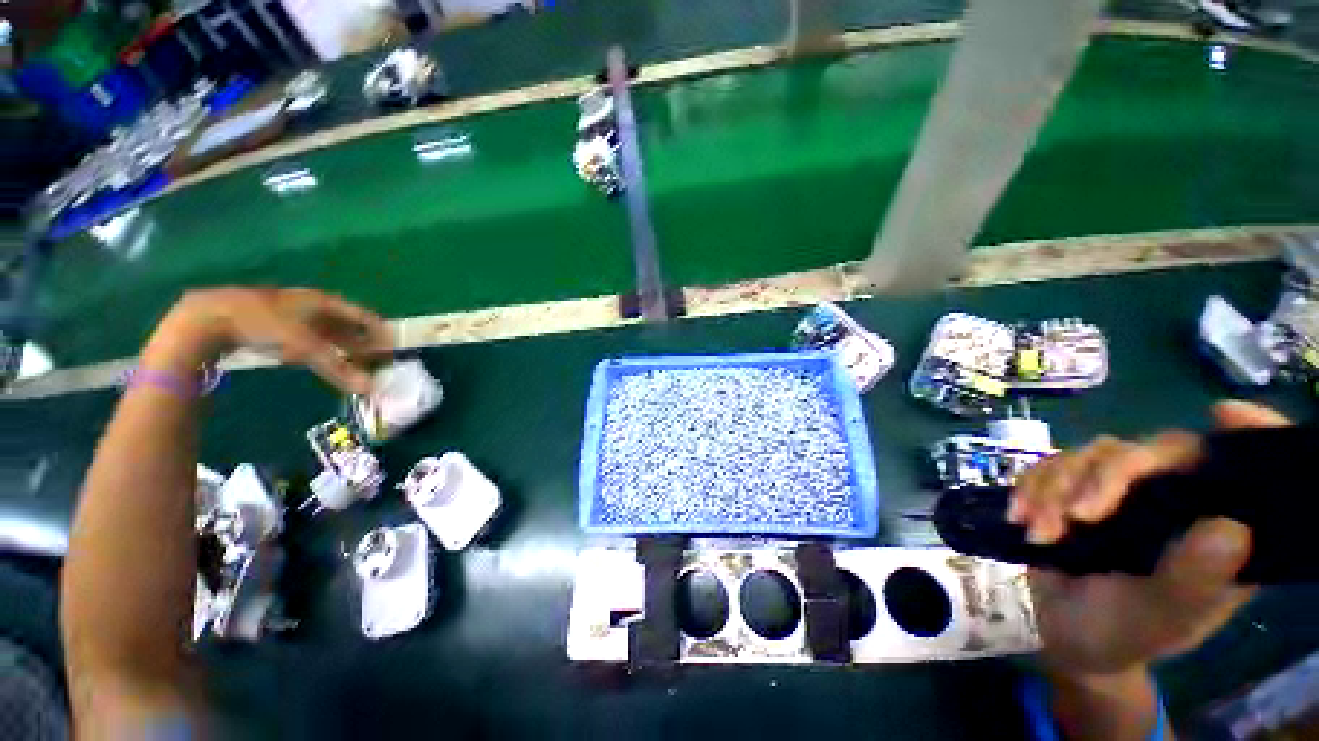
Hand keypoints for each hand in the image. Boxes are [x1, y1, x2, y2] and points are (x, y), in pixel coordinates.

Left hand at [146, 287, 392, 393]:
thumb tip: (371, 389)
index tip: (391, 339)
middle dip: (358, 336)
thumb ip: (338, 368)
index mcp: (320, 301)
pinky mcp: (268, 324)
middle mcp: (307, 304)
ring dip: (338, 343)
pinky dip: (316, 346)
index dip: (375, 326)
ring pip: (321, 328)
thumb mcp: (305, 347)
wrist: (208, 319)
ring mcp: (285, 313)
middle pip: (341, 321)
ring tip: (351, 357)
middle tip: (375, 352)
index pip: (358, 313)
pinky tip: (316, 357)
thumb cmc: (264, 324)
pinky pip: (302, 335)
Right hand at [1012, 401, 1289, 677]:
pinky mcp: (1076, 491)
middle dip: (1102, 477)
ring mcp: (1123, 493)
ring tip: (1038, 533)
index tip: (1223, 414)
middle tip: (1075, 517)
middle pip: (1147, 452)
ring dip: (1054, 489)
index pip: (1237, 468)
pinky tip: (1019, 517)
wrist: (1069, 636)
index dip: (1246, 434)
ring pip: (1089, 455)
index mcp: (1215, 527)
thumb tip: (1231, 527)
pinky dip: (1029, 487)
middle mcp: (1176, 499)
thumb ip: (1196, 578)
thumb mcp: (1161, 618)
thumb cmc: (1126, 635)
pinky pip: (1049, 466)